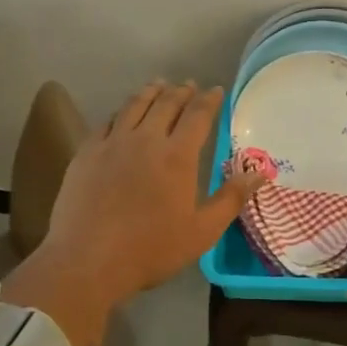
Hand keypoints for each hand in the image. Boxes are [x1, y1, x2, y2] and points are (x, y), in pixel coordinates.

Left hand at [39, 81, 266, 302]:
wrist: (88, 260)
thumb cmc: (151, 249)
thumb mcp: (202, 231)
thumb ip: (232, 198)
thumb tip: (260, 172)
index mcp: (177, 156)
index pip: (198, 116)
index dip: (209, 100)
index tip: (215, 90)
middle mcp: (146, 139)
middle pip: (166, 104)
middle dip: (181, 91)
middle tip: (189, 85)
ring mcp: (112, 143)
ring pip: (134, 106)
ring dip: (150, 92)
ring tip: (158, 85)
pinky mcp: (86, 153)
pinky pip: (107, 122)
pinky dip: (121, 111)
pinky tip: (123, 113)